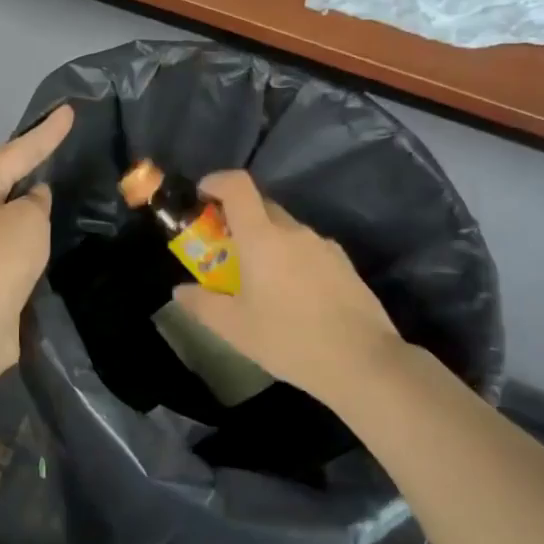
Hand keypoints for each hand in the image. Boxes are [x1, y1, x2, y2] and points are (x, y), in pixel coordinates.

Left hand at [0, 105, 73, 384]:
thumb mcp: (26, 221)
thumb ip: (36, 201)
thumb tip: (33, 198)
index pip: (17, 150)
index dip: (46, 132)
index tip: (69, 111)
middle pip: (6, 174)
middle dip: (33, 158)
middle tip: (63, 138)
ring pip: (9, 207)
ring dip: (32, 196)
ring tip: (61, 176)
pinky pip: (12, 235)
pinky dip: (31, 227)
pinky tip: (50, 223)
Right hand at [173, 170, 403, 405]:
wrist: (362, 361)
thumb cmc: (289, 339)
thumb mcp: (235, 328)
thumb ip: (202, 304)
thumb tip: (180, 290)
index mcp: (263, 237)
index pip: (238, 186)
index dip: (216, 181)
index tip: (202, 195)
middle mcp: (294, 231)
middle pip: (262, 206)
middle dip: (238, 217)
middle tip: (224, 248)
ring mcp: (323, 245)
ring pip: (287, 229)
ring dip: (267, 241)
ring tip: (259, 279)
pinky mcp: (344, 264)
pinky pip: (308, 249)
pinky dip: (292, 258)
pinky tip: (293, 295)